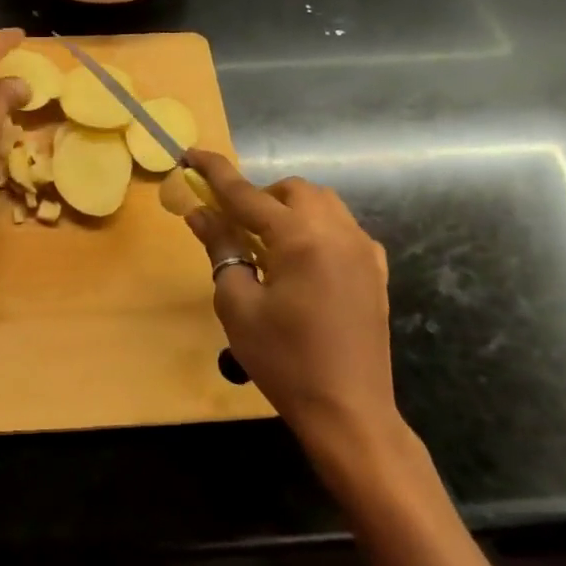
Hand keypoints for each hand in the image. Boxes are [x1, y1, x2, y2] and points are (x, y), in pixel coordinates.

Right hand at [182, 150, 409, 487]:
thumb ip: (221, 248)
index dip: (214, 172)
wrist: (349, 411)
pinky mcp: (376, 271)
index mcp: (299, 238)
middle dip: (259, 196)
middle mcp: (337, 232)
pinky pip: (342, 228)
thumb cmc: (284, 359)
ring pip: (322, 204)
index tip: (190, 153)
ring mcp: (363, 250)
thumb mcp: (237, 304)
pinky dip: (316, 229)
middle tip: (234, 226)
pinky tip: (302, 262)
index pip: (246, 193)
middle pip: (291, 190)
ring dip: (288, 210)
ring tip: (268, 245)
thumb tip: (201, 213)